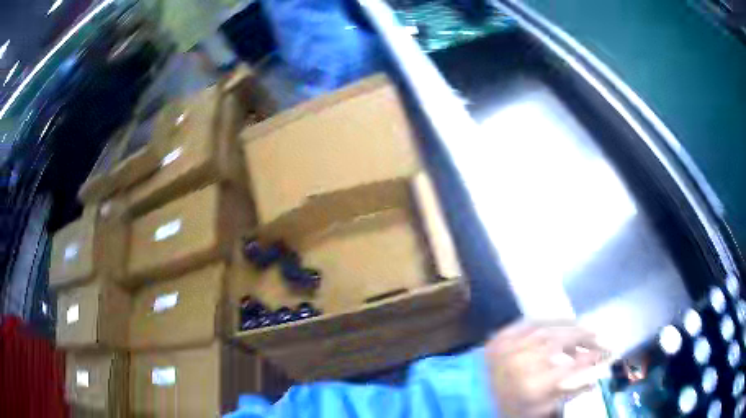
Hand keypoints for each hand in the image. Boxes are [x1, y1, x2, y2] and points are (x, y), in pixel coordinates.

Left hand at [485, 321, 609, 417]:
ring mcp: (511, 346)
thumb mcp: (538, 411)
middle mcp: (524, 362)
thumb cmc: (506, 408)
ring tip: (585, 330)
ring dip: (571, 327)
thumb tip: (594, 381)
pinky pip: (529, 322)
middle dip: (585, 338)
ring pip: (549, 329)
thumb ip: (567, 396)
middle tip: (599, 338)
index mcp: (534, 386)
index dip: (594, 357)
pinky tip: (560, 322)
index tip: (608, 352)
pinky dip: (548, 320)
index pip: (573, 366)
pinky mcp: (500, 336)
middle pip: (563, 342)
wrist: (467, 398)